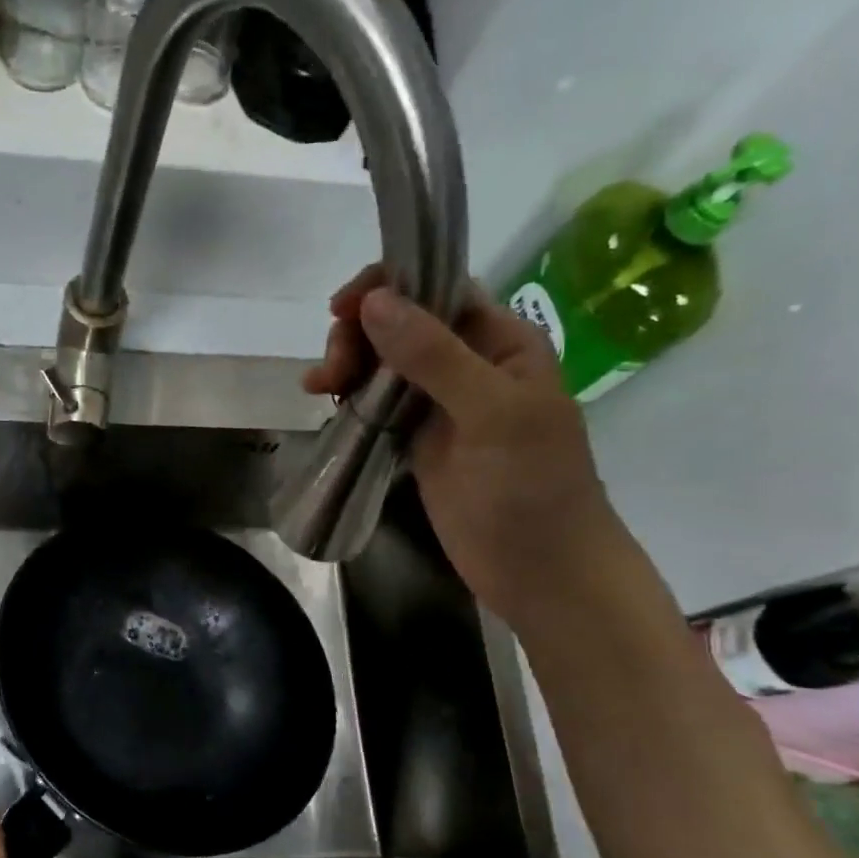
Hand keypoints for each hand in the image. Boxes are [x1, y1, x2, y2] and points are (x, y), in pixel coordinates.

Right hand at [304, 266, 625, 631]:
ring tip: (320, 388)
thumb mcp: (491, 413)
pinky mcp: (417, 441)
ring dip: (348, 364)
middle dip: (360, 334)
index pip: (440, 290)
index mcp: (501, 342)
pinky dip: (350, 398)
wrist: (538, 570)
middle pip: (402, 324)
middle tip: (333, 370)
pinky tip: (326, 403)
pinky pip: (377, 404)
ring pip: (384, 364)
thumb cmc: (531, 488)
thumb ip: (434, 357)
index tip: (342, 308)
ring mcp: (440, 405)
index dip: (389, 287)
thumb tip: (374, 302)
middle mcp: (469, 364)